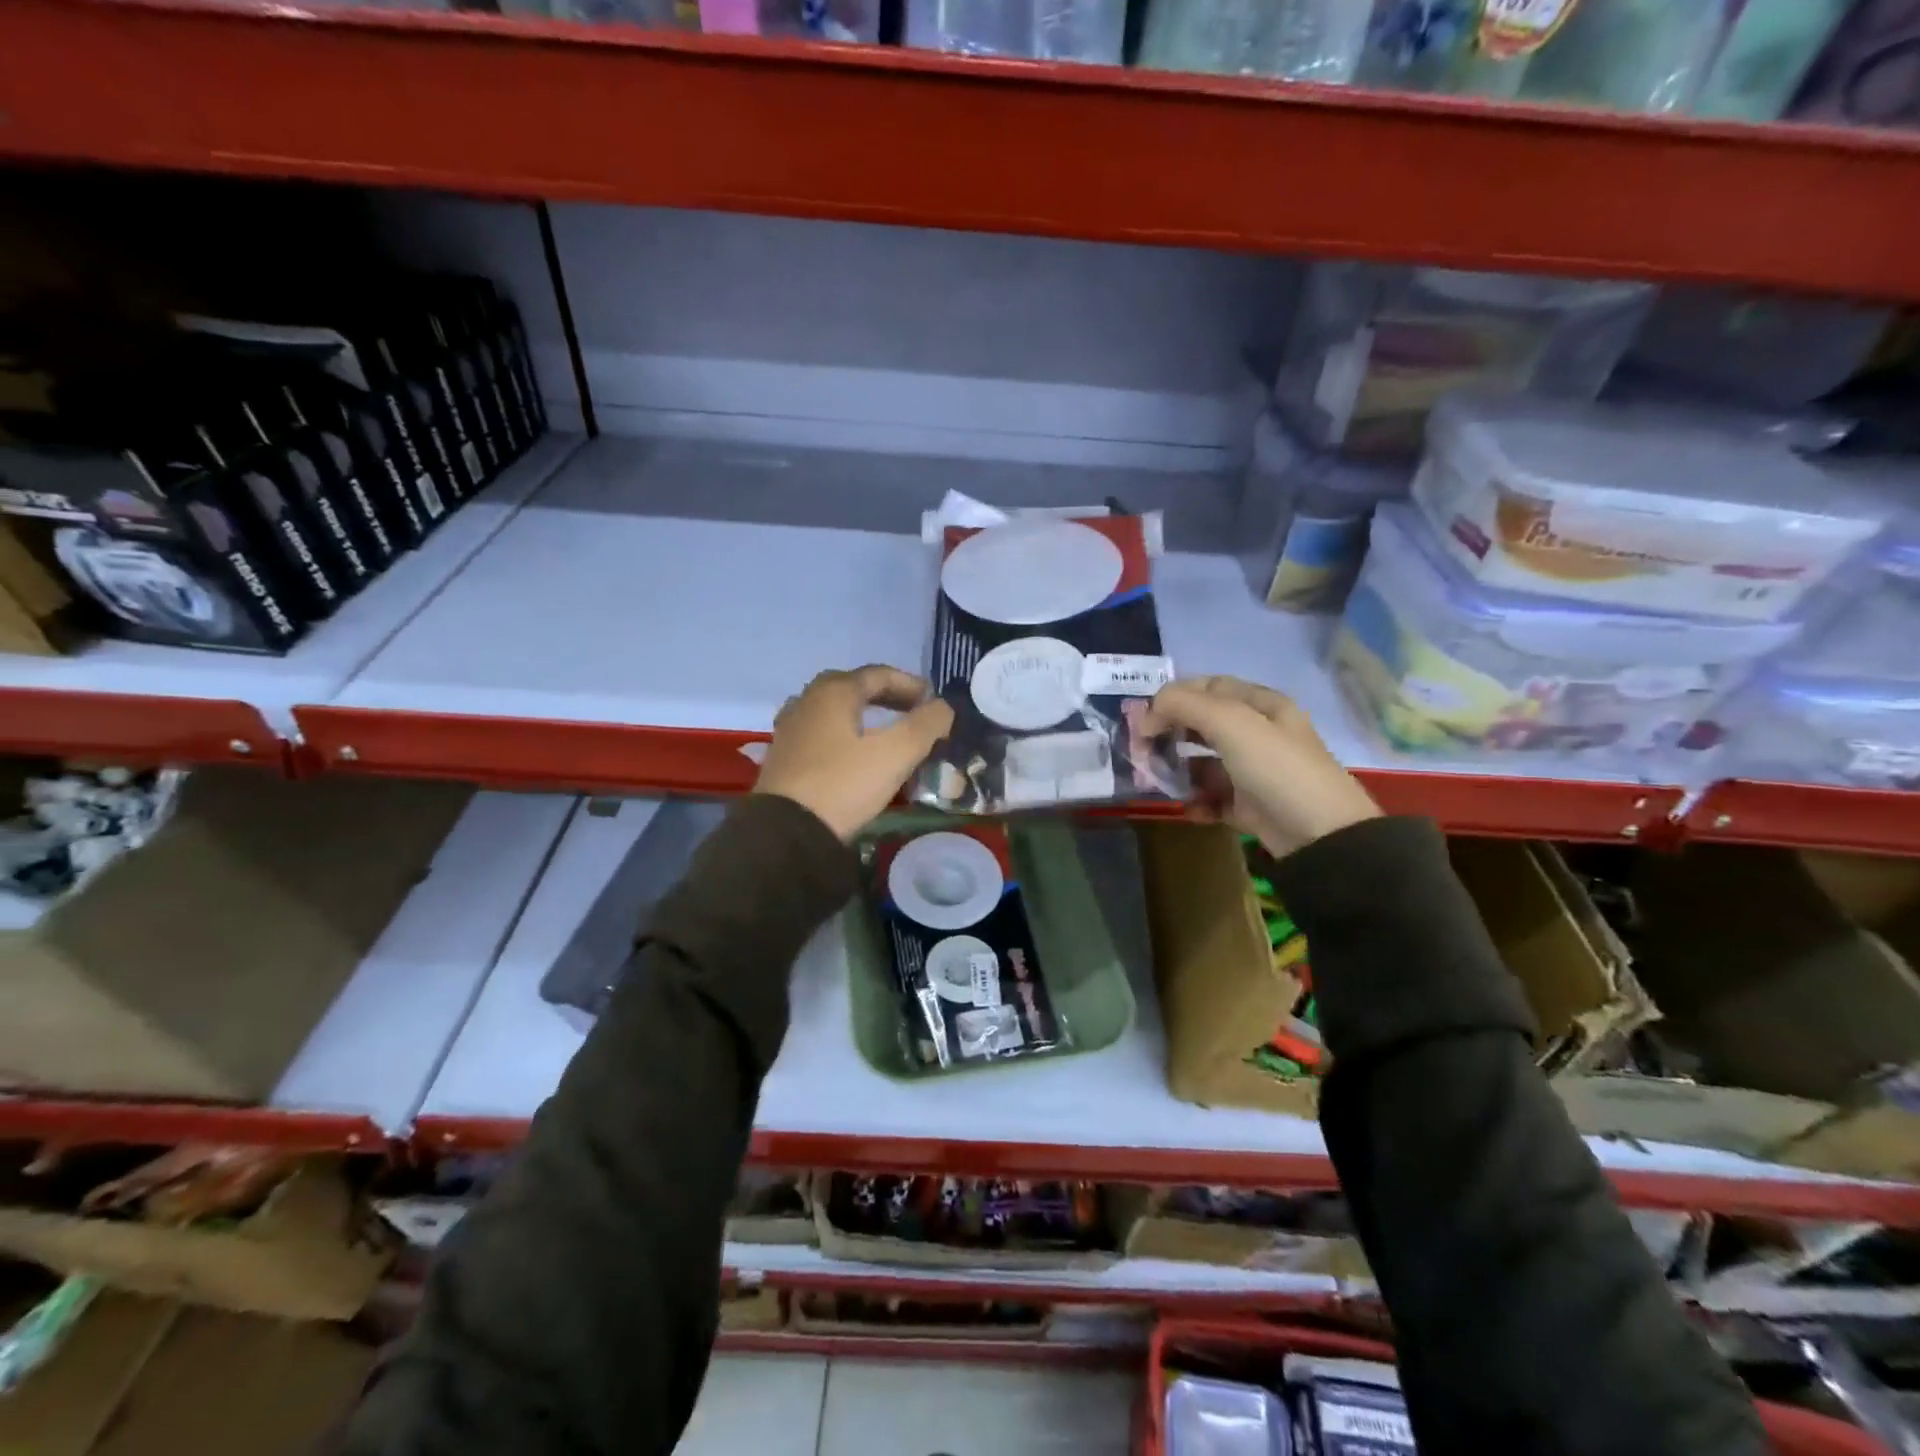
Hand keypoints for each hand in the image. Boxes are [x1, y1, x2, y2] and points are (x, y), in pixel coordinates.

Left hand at [754, 665, 955, 842]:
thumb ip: (926, 725)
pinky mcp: (783, 756)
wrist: (786, 832)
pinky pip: (821, 733)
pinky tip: (855, 755)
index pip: (879, 675)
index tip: (933, 701)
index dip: (910, 685)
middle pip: (853, 688)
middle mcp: (807, 701)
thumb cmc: (844, 784)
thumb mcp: (896, 754)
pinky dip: (845, 735)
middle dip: (886, 696)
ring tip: (886, 733)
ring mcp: (790, 729)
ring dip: (863, 716)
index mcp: (834, 692)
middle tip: (912, 712)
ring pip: (834, 711)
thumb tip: (943, 708)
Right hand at [1141, 675, 1379, 857]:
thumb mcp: (1232, 723)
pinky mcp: (1251, 806)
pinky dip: (1197, 801)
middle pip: (1204, 724)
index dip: (1174, 697)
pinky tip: (1188, 808)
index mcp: (1262, 705)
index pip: (1209, 687)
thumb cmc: (1276, 768)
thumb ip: (1186, 705)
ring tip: (1159, 782)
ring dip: (1178, 770)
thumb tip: (1149, 710)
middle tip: (1143, 750)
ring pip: (1205, 763)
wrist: (1321, 836)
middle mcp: (1259, 734)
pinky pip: (1214, 798)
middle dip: (1171, 733)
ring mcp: (1255, 771)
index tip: (1144, 719)